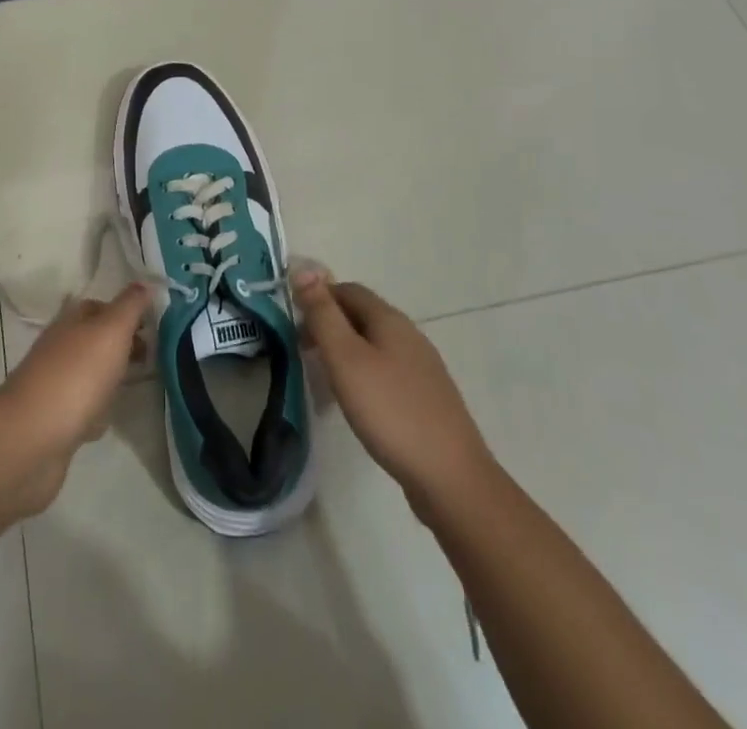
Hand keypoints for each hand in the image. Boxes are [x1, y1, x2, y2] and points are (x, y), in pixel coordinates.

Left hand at [0, 284, 149, 510]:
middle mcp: (59, 348)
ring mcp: (53, 385)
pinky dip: (94, 412)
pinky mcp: (52, 421)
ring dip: (108, 378)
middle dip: (120, 346)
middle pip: (94, 340)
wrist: (32, 438)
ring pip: (87, 374)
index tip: (152, 326)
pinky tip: (104, 422)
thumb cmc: (77, 375)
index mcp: (71, 322)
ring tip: (134, 386)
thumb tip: (144, 283)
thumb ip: (130, 306)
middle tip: (149, 357)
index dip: (125, 313)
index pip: (99, 307)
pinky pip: (80, 409)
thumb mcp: (111, 330)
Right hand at [293, 272, 490, 503]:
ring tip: (326, 379)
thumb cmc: (390, 411)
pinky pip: (388, 371)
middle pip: (363, 315)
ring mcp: (423, 367)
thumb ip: (323, 314)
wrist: (451, 478)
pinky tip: (359, 403)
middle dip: (330, 325)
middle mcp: (410, 335)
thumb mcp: (346, 358)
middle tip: (305, 353)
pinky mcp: (428, 398)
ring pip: (375, 344)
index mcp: (390, 319)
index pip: (348, 290)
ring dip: (347, 352)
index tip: (295, 326)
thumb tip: (303, 267)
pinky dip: (365, 375)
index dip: (318, 298)